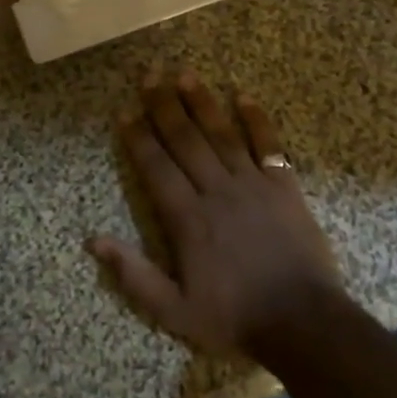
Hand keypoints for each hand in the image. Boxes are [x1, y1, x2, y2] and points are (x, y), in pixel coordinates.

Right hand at [90, 69, 343, 358]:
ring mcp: (252, 184)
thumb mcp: (174, 311)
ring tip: (185, 74)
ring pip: (222, 135)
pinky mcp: (284, 186)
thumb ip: (134, 275)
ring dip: (202, 103)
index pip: (156, 167)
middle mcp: (216, 191)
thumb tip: (93, 240)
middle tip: (149, 75)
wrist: (303, 323)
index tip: (125, 111)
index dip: (138, 138)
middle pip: (185, 140)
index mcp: (187, 218)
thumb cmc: (235, 317)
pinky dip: (257, 120)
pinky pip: (269, 145)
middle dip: (164, 106)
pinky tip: (244, 96)